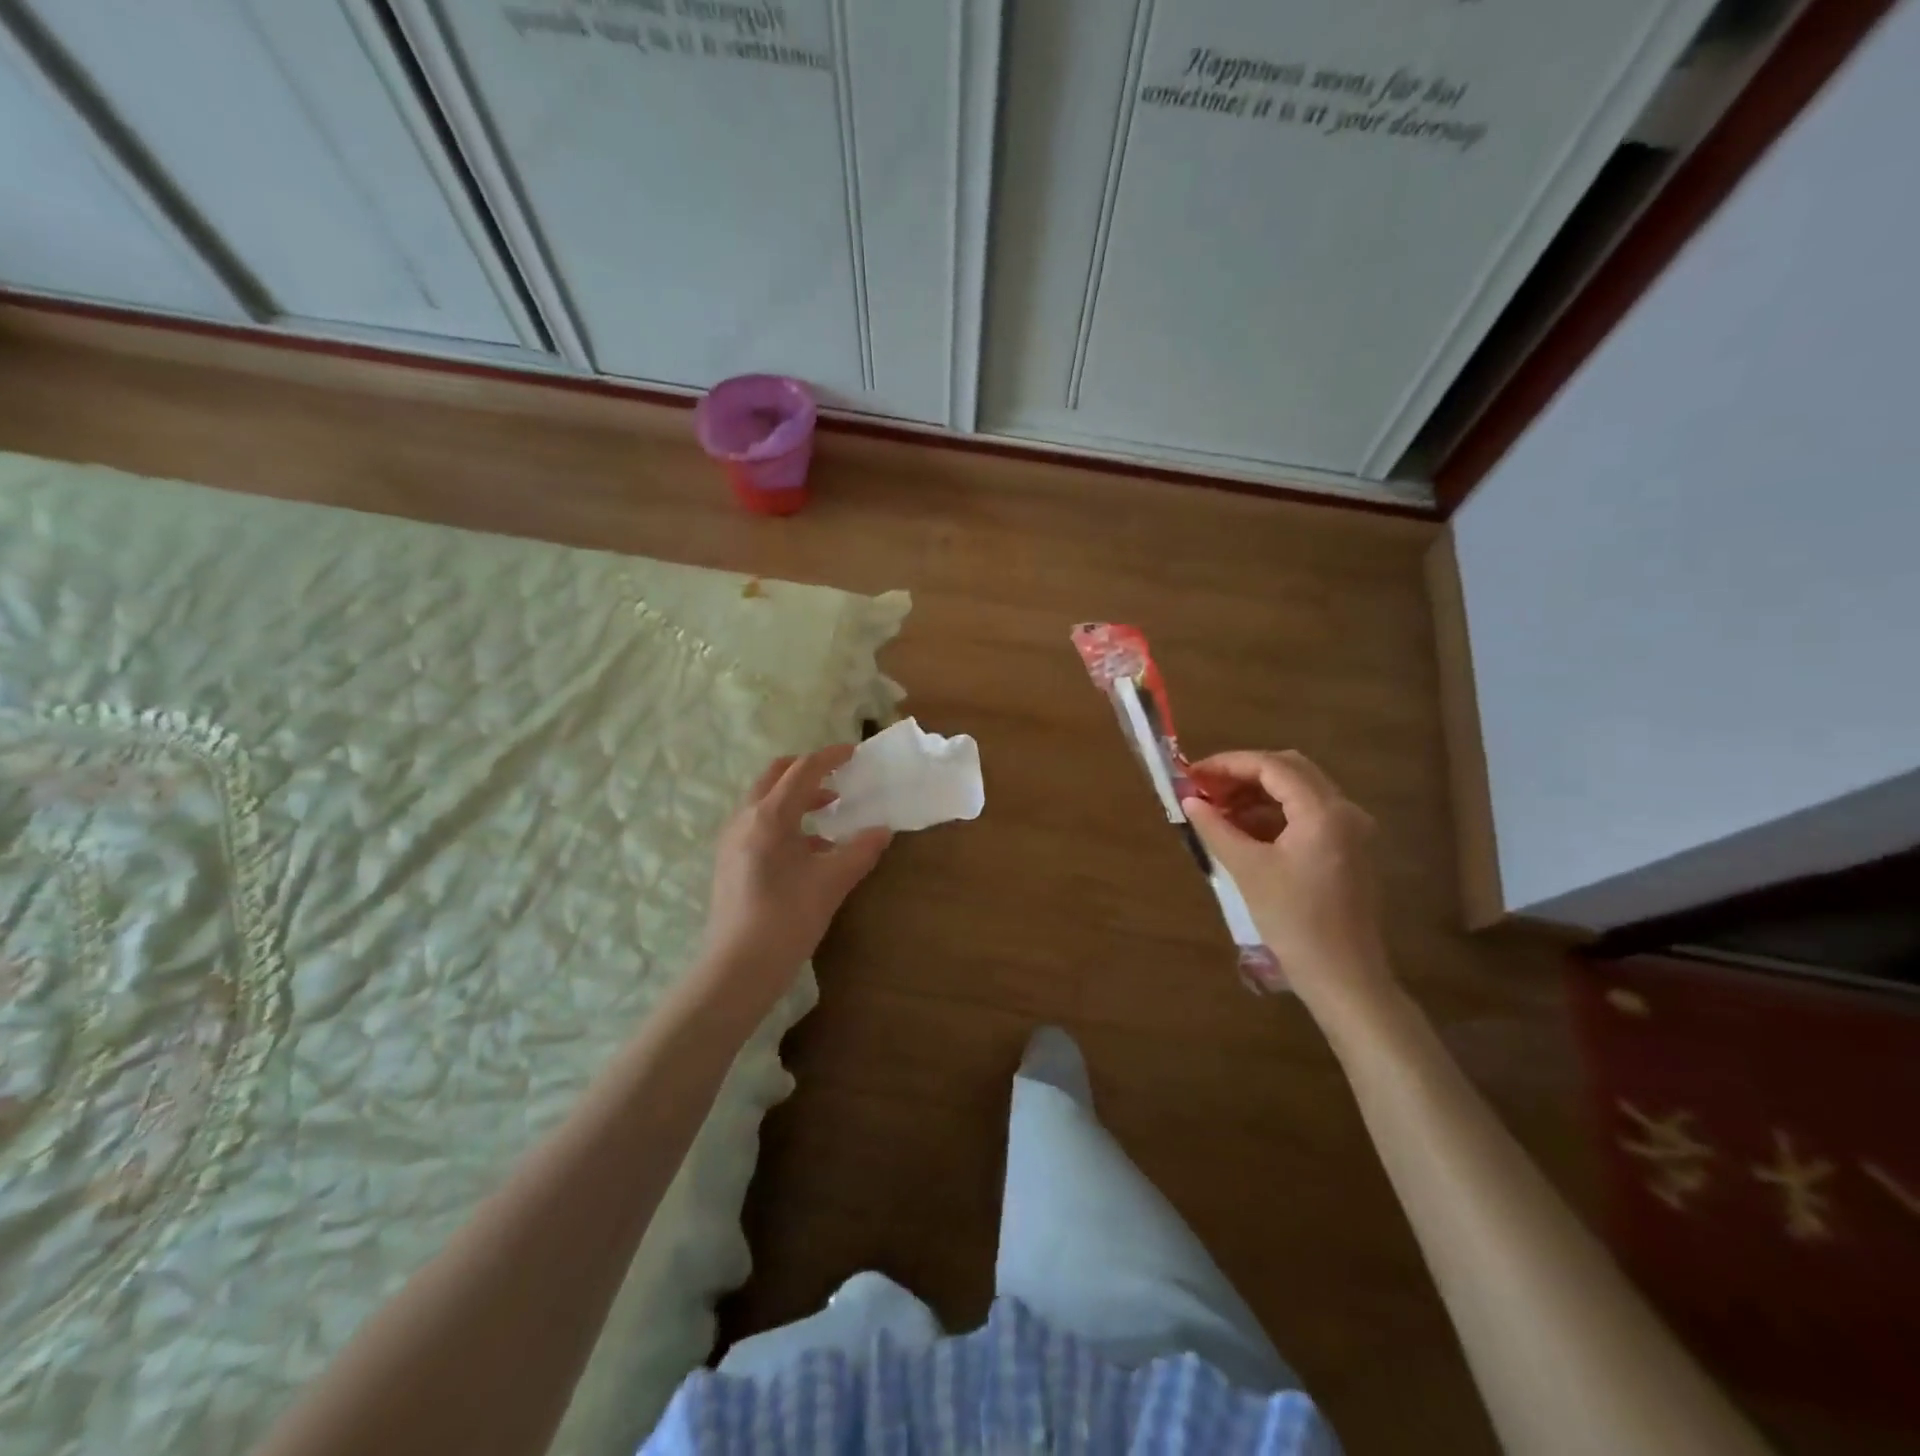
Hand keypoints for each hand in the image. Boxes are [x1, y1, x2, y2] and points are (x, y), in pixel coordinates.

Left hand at [699, 746, 891, 1012]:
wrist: (738, 968)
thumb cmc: (786, 918)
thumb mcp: (831, 882)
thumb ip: (860, 850)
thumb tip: (883, 831)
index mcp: (769, 816)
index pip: (802, 771)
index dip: (830, 757)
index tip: (854, 752)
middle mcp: (745, 818)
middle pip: (775, 776)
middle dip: (807, 770)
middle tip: (838, 776)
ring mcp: (732, 839)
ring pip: (765, 800)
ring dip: (797, 796)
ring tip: (830, 810)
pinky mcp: (730, 860)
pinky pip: (759, 823)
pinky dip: (786, 820)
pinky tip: (810, 847)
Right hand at [1182, 750, 1395, 1021]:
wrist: (1343, 976)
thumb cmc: (1294, 921)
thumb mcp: (1248, 870)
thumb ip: (1216, 828)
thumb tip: (1188, 800)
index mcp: (1324, 811)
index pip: (1272, 766)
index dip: (1228, 764)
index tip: (1193, 774)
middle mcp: (1344, 811)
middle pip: (1290, 770)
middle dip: (1243, 774)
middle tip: (1205, 787)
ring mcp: (1351, 831)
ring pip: (1299, 792)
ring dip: (1257, 794)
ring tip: (1217, 810)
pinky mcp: (1348, 850)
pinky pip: (1307, 815)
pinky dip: (1274, 814)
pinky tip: (1243, 830)